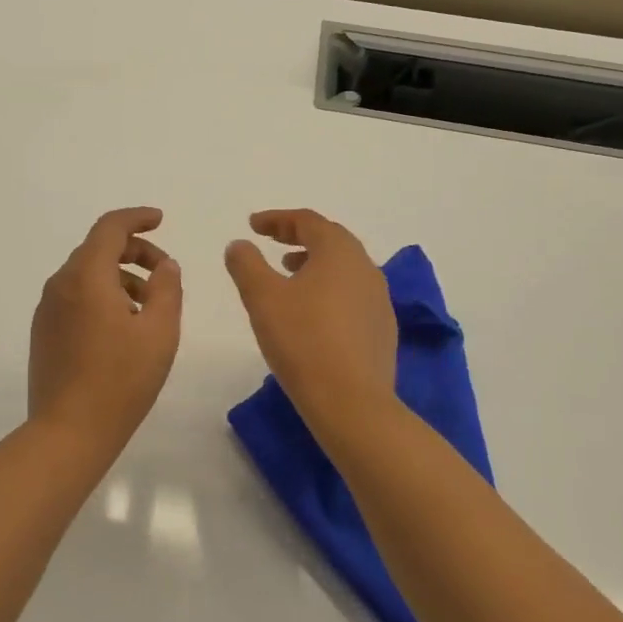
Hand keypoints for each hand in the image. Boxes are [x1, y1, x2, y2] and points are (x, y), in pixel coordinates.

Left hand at [29, 208, 182, 454]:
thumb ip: (167, 289)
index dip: (137, 218)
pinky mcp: (44, 331)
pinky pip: (75, 297)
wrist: (67, 432)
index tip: (160, 220)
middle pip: (97, 249)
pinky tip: (123, 327)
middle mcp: (60, 284)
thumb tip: (166, 265)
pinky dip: (101, 296)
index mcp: (86, 276)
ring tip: (149, 307)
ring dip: (120, 277)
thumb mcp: (159, 332)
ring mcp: (48, 309)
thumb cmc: (120, 380)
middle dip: (134, 252)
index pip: (110, 228)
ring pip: (86, 275)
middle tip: (165, 273)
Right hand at [224, 209, 396, 419]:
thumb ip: (246, 264)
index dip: (277, 219)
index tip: (252, 225)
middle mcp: (366, 268)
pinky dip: (329, 289)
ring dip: (315, 263)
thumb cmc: (302, 340)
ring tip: (289, 274)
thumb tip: (239, 244)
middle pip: (331, 240)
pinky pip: (352, 294)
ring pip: (344, 268)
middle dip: (298, 237)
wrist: (351, 402)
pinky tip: (312, 312)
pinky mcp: (382, 329)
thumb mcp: (262, 297)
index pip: (307, 221)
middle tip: (272, 242)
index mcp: (339, 252)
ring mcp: (379, 300)